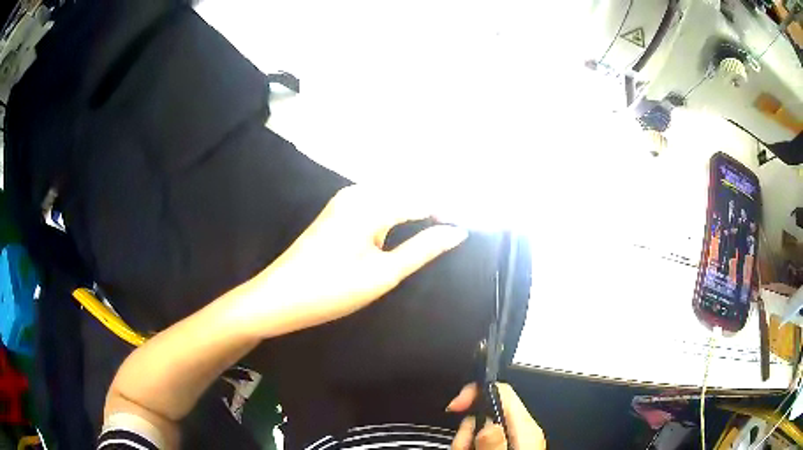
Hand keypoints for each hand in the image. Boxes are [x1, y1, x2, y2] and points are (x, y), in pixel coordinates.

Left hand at [240, 185, 468, 337]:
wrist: (278, 298)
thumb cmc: (331, 290)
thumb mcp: (383, 274)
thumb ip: (423, 249)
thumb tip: (457, 232)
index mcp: (370, 204)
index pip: (422, 199)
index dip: (448, 211)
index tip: (470, 225)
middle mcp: (357, 192)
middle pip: (408, 192)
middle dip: (434, 206)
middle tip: (458, 228)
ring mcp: (344, 200)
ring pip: (392, 196)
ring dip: (415, 208)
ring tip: (439, 227)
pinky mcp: (337, 211)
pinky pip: (376, 204)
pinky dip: (396, 213)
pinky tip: (407, 226)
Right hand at [446, 383, 545, 449]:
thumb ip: (495, 443)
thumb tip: (487, 423)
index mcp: (525, 427)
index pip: (502, 391)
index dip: (476, 391)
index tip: (456, 405)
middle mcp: (521, 429)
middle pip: (487, 409)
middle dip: (467, 425)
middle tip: (462, 444)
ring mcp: (514, 437)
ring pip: (481, 424)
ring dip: (466, 437)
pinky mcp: (506, 445)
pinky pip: (484, 436)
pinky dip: (472, 443)